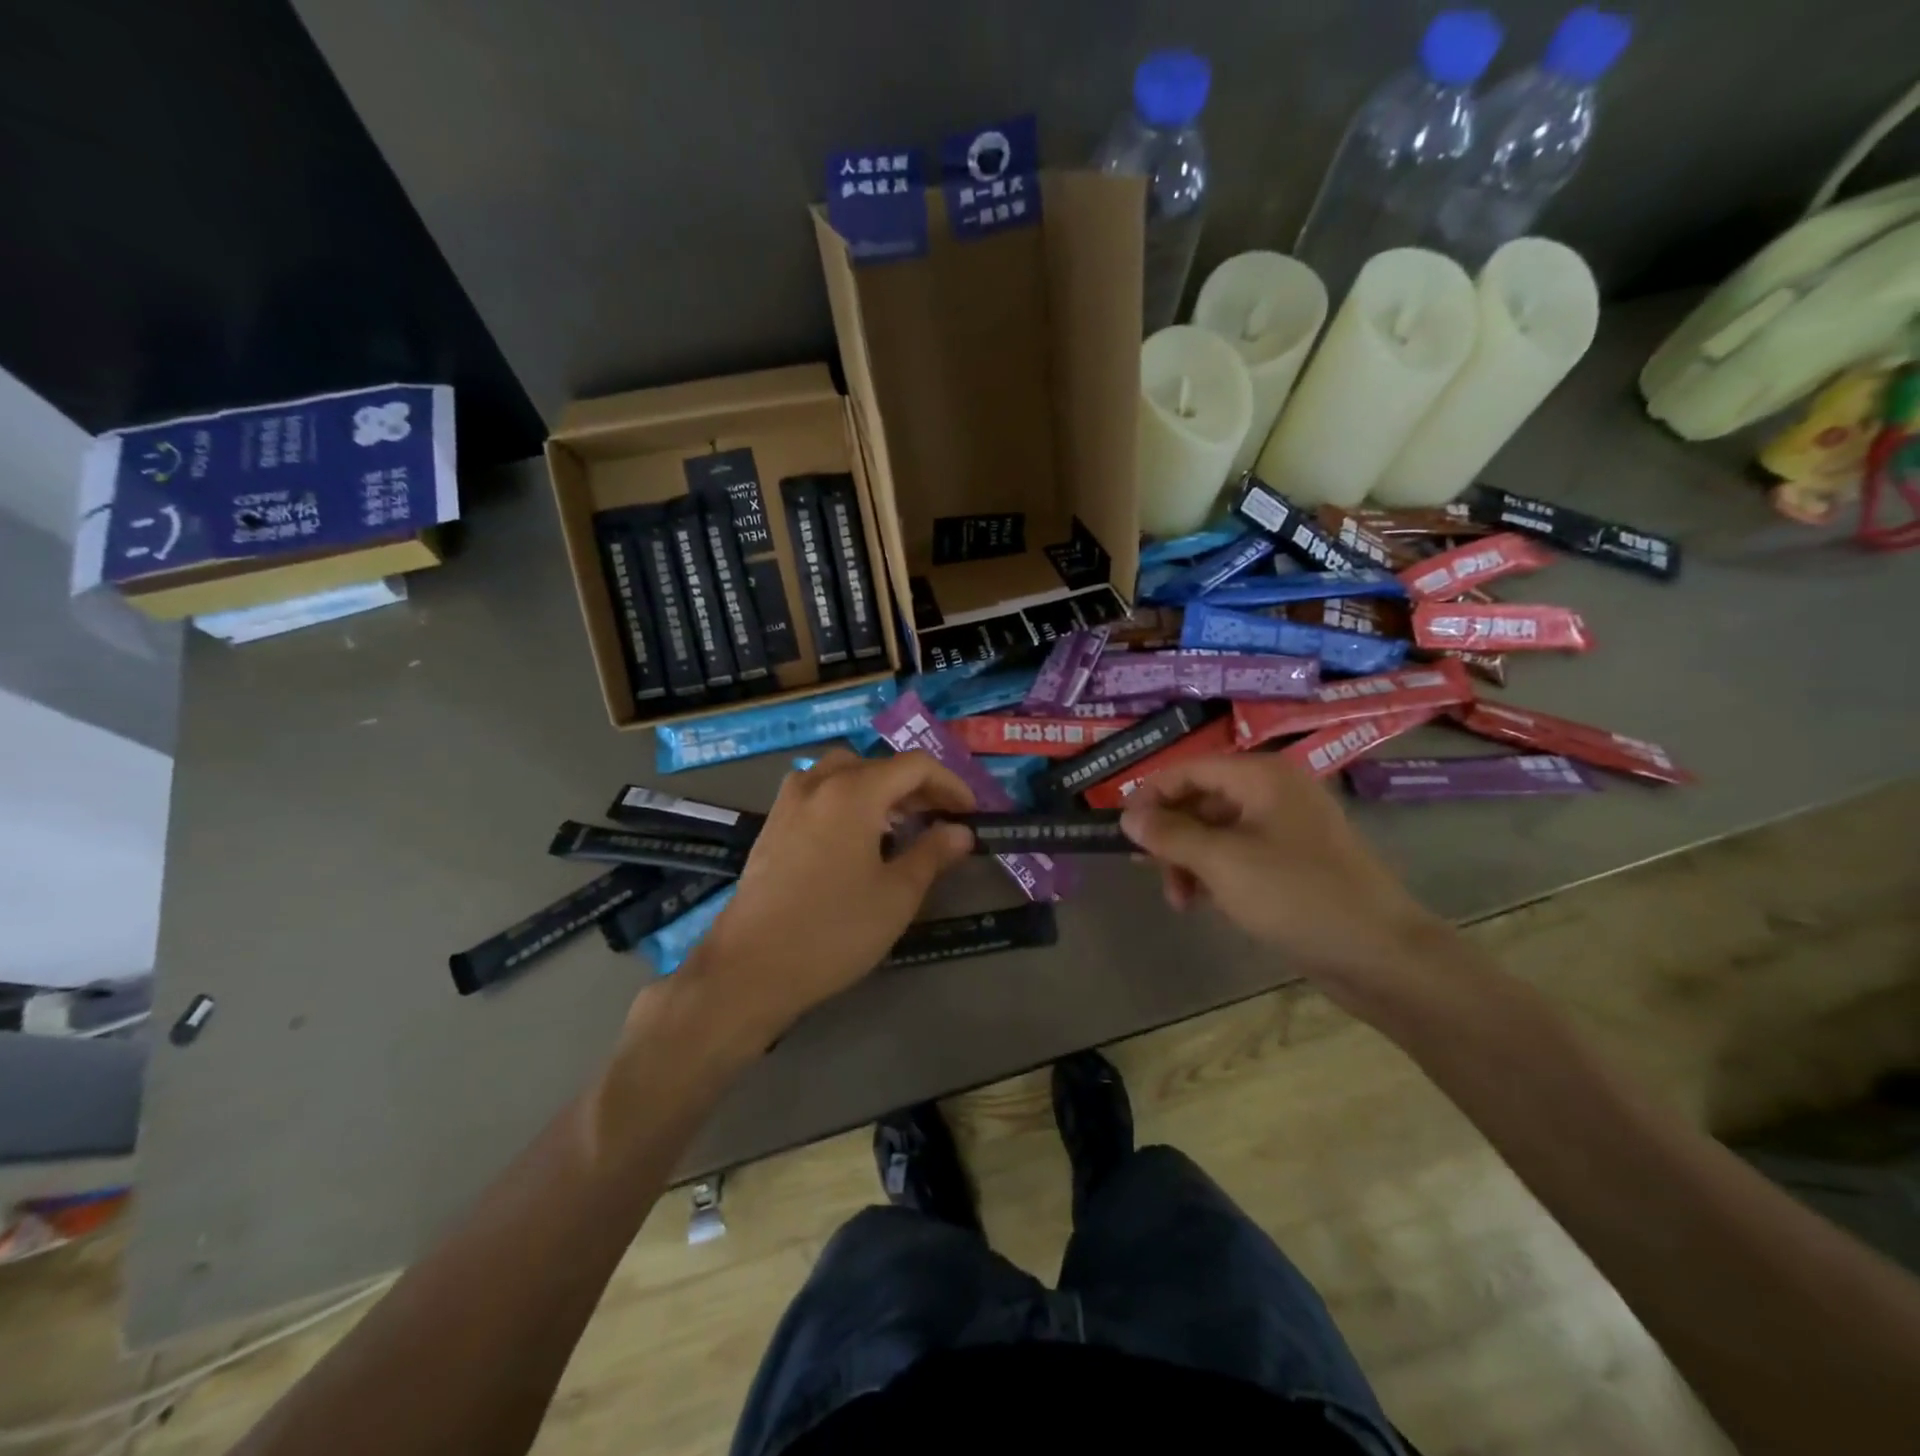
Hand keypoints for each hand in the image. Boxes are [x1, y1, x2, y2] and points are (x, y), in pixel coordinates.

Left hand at [678, 750, 975, 1042]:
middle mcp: (818, 783)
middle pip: (877, 765)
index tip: (970, 813)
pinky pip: (818, 793)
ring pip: (843, 773)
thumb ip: (933, 853)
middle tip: (939, 819)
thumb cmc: (834, 930)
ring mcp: (789, 802)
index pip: (914, 766)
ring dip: (877, 789)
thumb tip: (960, 832)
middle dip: (914, 786)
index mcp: (853, 791)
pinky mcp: (772, 825)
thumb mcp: (897, 895)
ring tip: (898, 826)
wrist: (751, 968)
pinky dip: (846, 800)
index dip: (950, 784)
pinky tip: (856, 840)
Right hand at [1119, 753, 1454, 1012]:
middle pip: (1202, 799)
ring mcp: (1287, 828)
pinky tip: (1204, 904)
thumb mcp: (1222, 862)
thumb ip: (1170, 834)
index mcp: (1262, 776)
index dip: (1151, 794)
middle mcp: (1274, 792)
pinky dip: (1215, 874)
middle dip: (1171, 835)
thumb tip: (1128, 816)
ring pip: (1217, 831)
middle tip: (1147, 870)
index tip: (1122, 829)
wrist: (1382, 956)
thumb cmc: (1297, 896)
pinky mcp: (1294, 862)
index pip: (1189, 769)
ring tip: (1179, 900)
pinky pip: (1239, 855)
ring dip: (1190, 860)